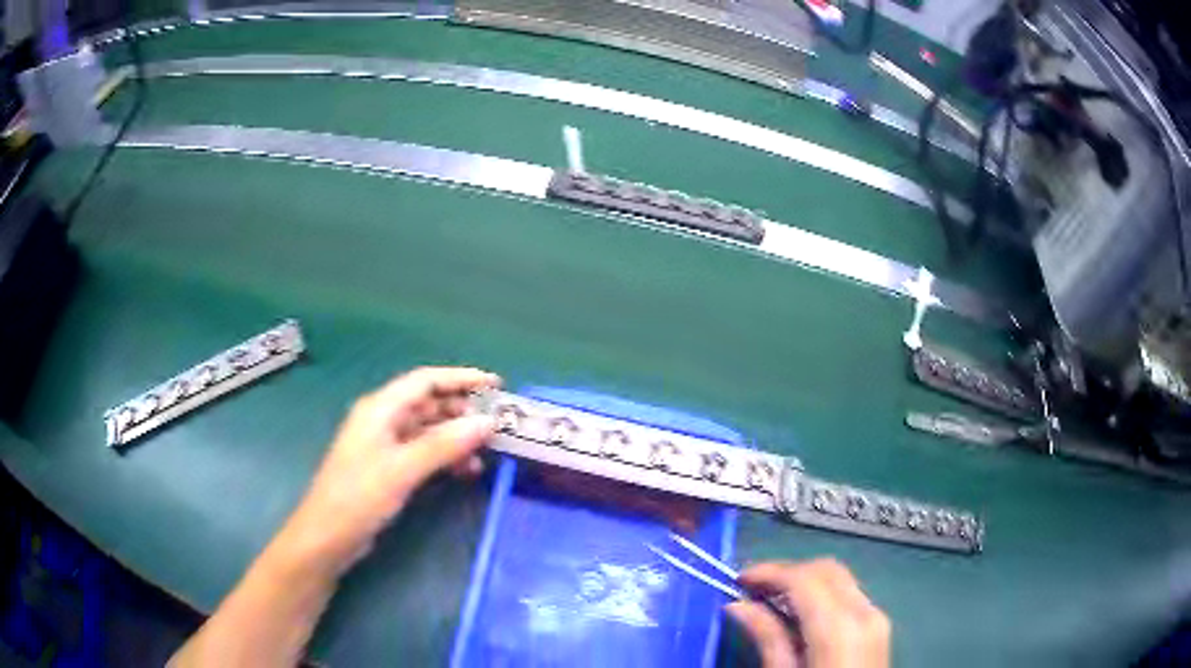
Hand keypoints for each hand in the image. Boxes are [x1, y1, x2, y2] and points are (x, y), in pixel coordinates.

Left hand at [280, 367, 500, 573]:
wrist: (328, 537)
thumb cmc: (358, 497)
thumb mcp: (402, 469)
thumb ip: (444, 445)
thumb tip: (487, 423)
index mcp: (380, 408)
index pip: (426, 381)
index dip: (461, 378)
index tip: (496, 385)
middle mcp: (384, 420)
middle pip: (429, 404)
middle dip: (463, 410)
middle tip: (499, 422)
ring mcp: (386, 446)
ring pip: (429, 430)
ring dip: (457, 437)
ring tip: (488, 450)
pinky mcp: (390, 469)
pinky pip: (425, 454)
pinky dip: (446, 457)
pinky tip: (467, 470)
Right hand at [727, 559, 889, 667]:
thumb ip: (767, 638)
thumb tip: (739, 606)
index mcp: (839, 626)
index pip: (804, 578)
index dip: (769, 572)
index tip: (737, 580)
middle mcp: (865, 611)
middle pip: (826, 569)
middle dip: (787, 572)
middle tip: (752, 589)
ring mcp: (877, 617)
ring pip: (839, 578)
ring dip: (804, 581)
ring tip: (770, 600)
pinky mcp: (878, 627)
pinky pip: (849, 595)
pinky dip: (821, 594)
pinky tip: (799, 614)